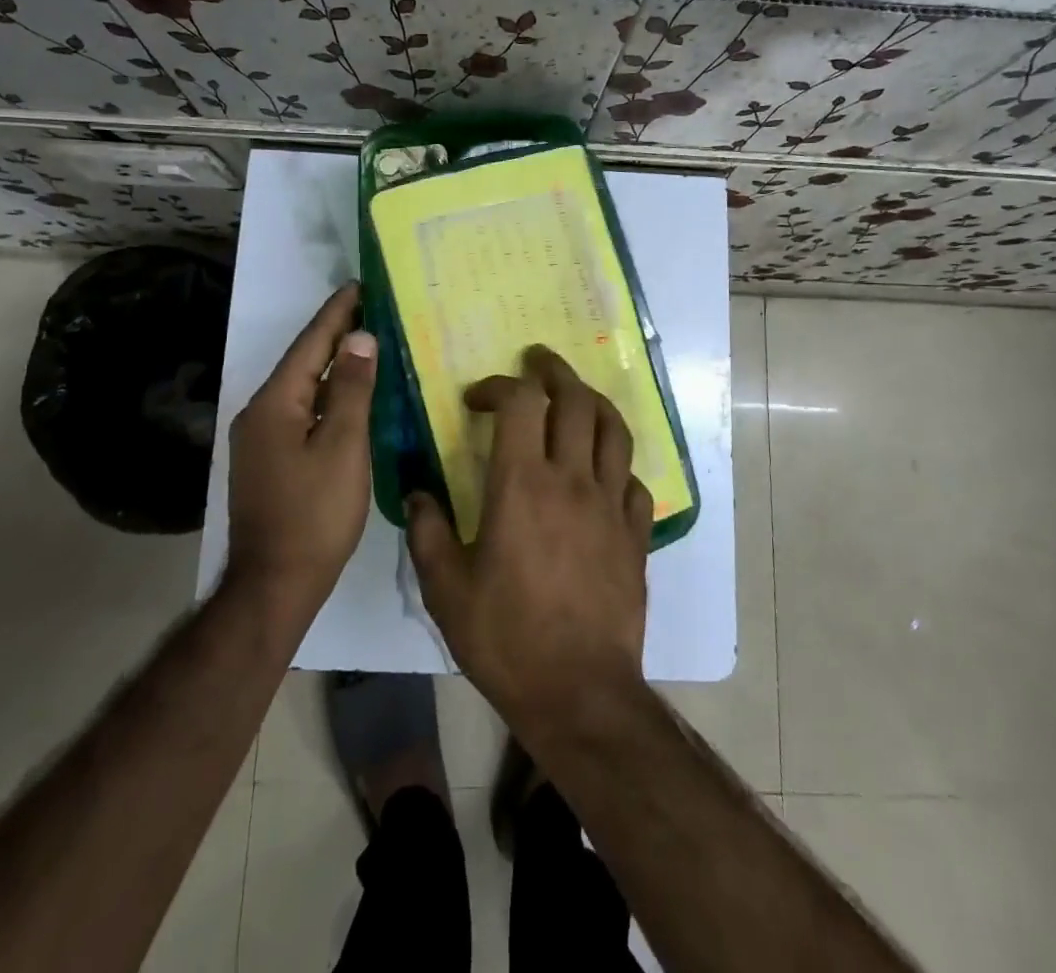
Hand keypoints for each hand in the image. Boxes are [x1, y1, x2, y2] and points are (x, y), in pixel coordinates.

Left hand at [225, 283, 377, 615]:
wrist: (274, 584)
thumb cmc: (315, 514)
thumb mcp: (344, 448)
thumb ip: (353, 390)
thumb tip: (360, 338)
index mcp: (275, 404)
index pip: (311, 345)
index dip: (337, 313)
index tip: (360, 285)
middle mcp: (260, 413)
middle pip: (304, 363)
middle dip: (336, 335)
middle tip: (371, 309)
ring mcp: (261, 440)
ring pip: (303, 389)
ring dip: (334, 366)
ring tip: (367, 344)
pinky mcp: (270, 460)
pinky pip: (302, 413)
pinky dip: (329, 396)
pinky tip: (351, 397)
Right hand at [407, 345, 654, 730]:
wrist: (579, 692)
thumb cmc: (506, 638)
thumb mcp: (446, 589)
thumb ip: (427, 531)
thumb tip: (418, 492)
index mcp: (522, 485)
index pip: (520, 403)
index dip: (499, 386)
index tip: (479, 398)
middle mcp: (572, 480)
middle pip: (575, 400)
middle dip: (555, 372)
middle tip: (538, 362)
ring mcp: (611, 505)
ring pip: (614, 429)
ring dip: (594, 402)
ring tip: (576, 396)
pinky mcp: (636, 533)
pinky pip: (633, 480)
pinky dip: (616, 464)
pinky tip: (602, 472)